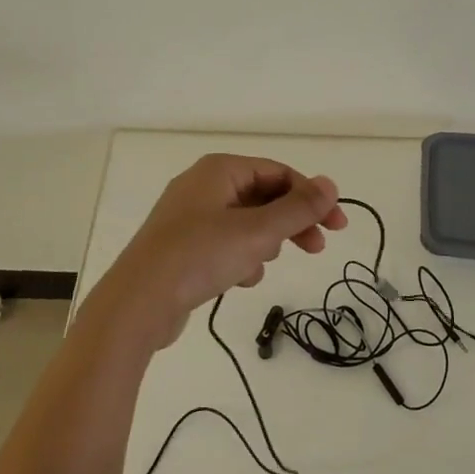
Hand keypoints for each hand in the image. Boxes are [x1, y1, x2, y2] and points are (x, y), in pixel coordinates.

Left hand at [95, 154, 348, 351]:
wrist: (137, 303)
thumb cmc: (200, 256)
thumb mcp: (257, 232)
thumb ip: (298, 209)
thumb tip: (330, 184)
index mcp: (219, 170)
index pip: (278, 173)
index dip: (311, 197)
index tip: (337, 225)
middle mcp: (203, 186)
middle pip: (263, 197)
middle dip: (291, 222)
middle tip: (318, 247)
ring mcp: (190, 217)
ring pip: (246, 223)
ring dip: (263, 243)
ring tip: (260, 265)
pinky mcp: (182, 246)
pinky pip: (225, 244)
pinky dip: (240, 258)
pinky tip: (239, 280)